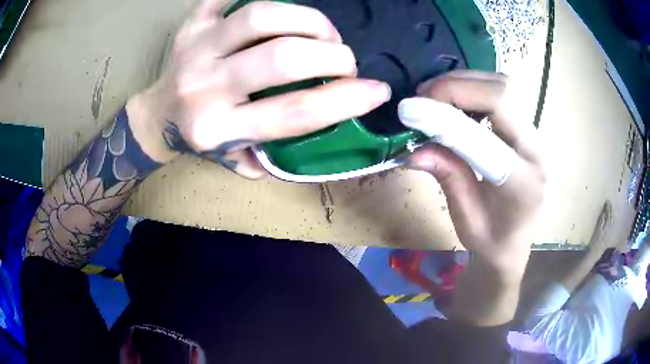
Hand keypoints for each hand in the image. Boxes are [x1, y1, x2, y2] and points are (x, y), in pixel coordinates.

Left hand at [128, 0, 390, 176]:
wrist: (157, 115)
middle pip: (282, 57)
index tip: (377, 90)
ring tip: (322, 33)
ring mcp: (197, 47)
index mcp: (220, 129)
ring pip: (262, 15)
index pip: (293, 113)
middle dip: (331, 55)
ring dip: (309, 20)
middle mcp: (205, 87)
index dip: (345, 100)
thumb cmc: (201, 138)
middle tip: (344, 59)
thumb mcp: (236, 160)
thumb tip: (332, 130)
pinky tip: (287, 7)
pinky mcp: (193, 23)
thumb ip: (279, 156)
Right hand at [408, 71, 545, 277]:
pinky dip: (475, 87)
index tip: (410, 109)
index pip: (485, 135)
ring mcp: (535, 135)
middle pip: (502, 94)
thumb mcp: (465, 218)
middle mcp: (534, 151)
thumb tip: (414, 150)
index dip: (445, 116)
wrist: (515, 244)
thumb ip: (447, 177)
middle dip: (457, 86)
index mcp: (520, 182)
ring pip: (504, 86)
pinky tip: (456, 101)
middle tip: (422, 96)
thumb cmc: (491, 240)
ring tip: (436, 96)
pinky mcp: (527, 128)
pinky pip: (503, 93)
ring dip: (465, 82)